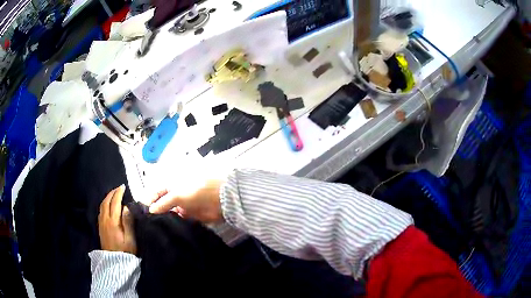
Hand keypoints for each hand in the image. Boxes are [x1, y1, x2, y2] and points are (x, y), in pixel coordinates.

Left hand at [98, 185, 136, 254]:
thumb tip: (126, 207)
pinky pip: (101, 211)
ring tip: (113, 194)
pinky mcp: (100, 227)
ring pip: (102, 205)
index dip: (118, 193)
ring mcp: (101, 223)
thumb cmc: (125, 252)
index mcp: (113, 222)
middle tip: (119, 188)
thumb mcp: (130, 239)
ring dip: (107, 197)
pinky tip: (108, 205)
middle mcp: (105, 220)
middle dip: (112, 193)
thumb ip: (128, 222)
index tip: (123, 187)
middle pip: (106, 202)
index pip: (115, 202)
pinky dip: (104, 204)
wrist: (114, 263)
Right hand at [149, 180, 223, 223]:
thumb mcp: (177, 195)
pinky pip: (180, 221)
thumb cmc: (197, 192)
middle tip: (147, 223)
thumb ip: (163, 203)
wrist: (220, 200)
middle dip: (156, 212)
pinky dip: (174, 225)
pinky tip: (168, 232)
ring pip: (170, 214)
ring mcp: (183, 207)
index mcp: (172, 186)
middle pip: (162, 205)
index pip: (156, 193)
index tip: (142, 212)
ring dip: (165, 220)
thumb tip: (150, 210)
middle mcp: (176, 196)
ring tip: (155, 229)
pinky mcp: (191, 217)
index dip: (149, 201)